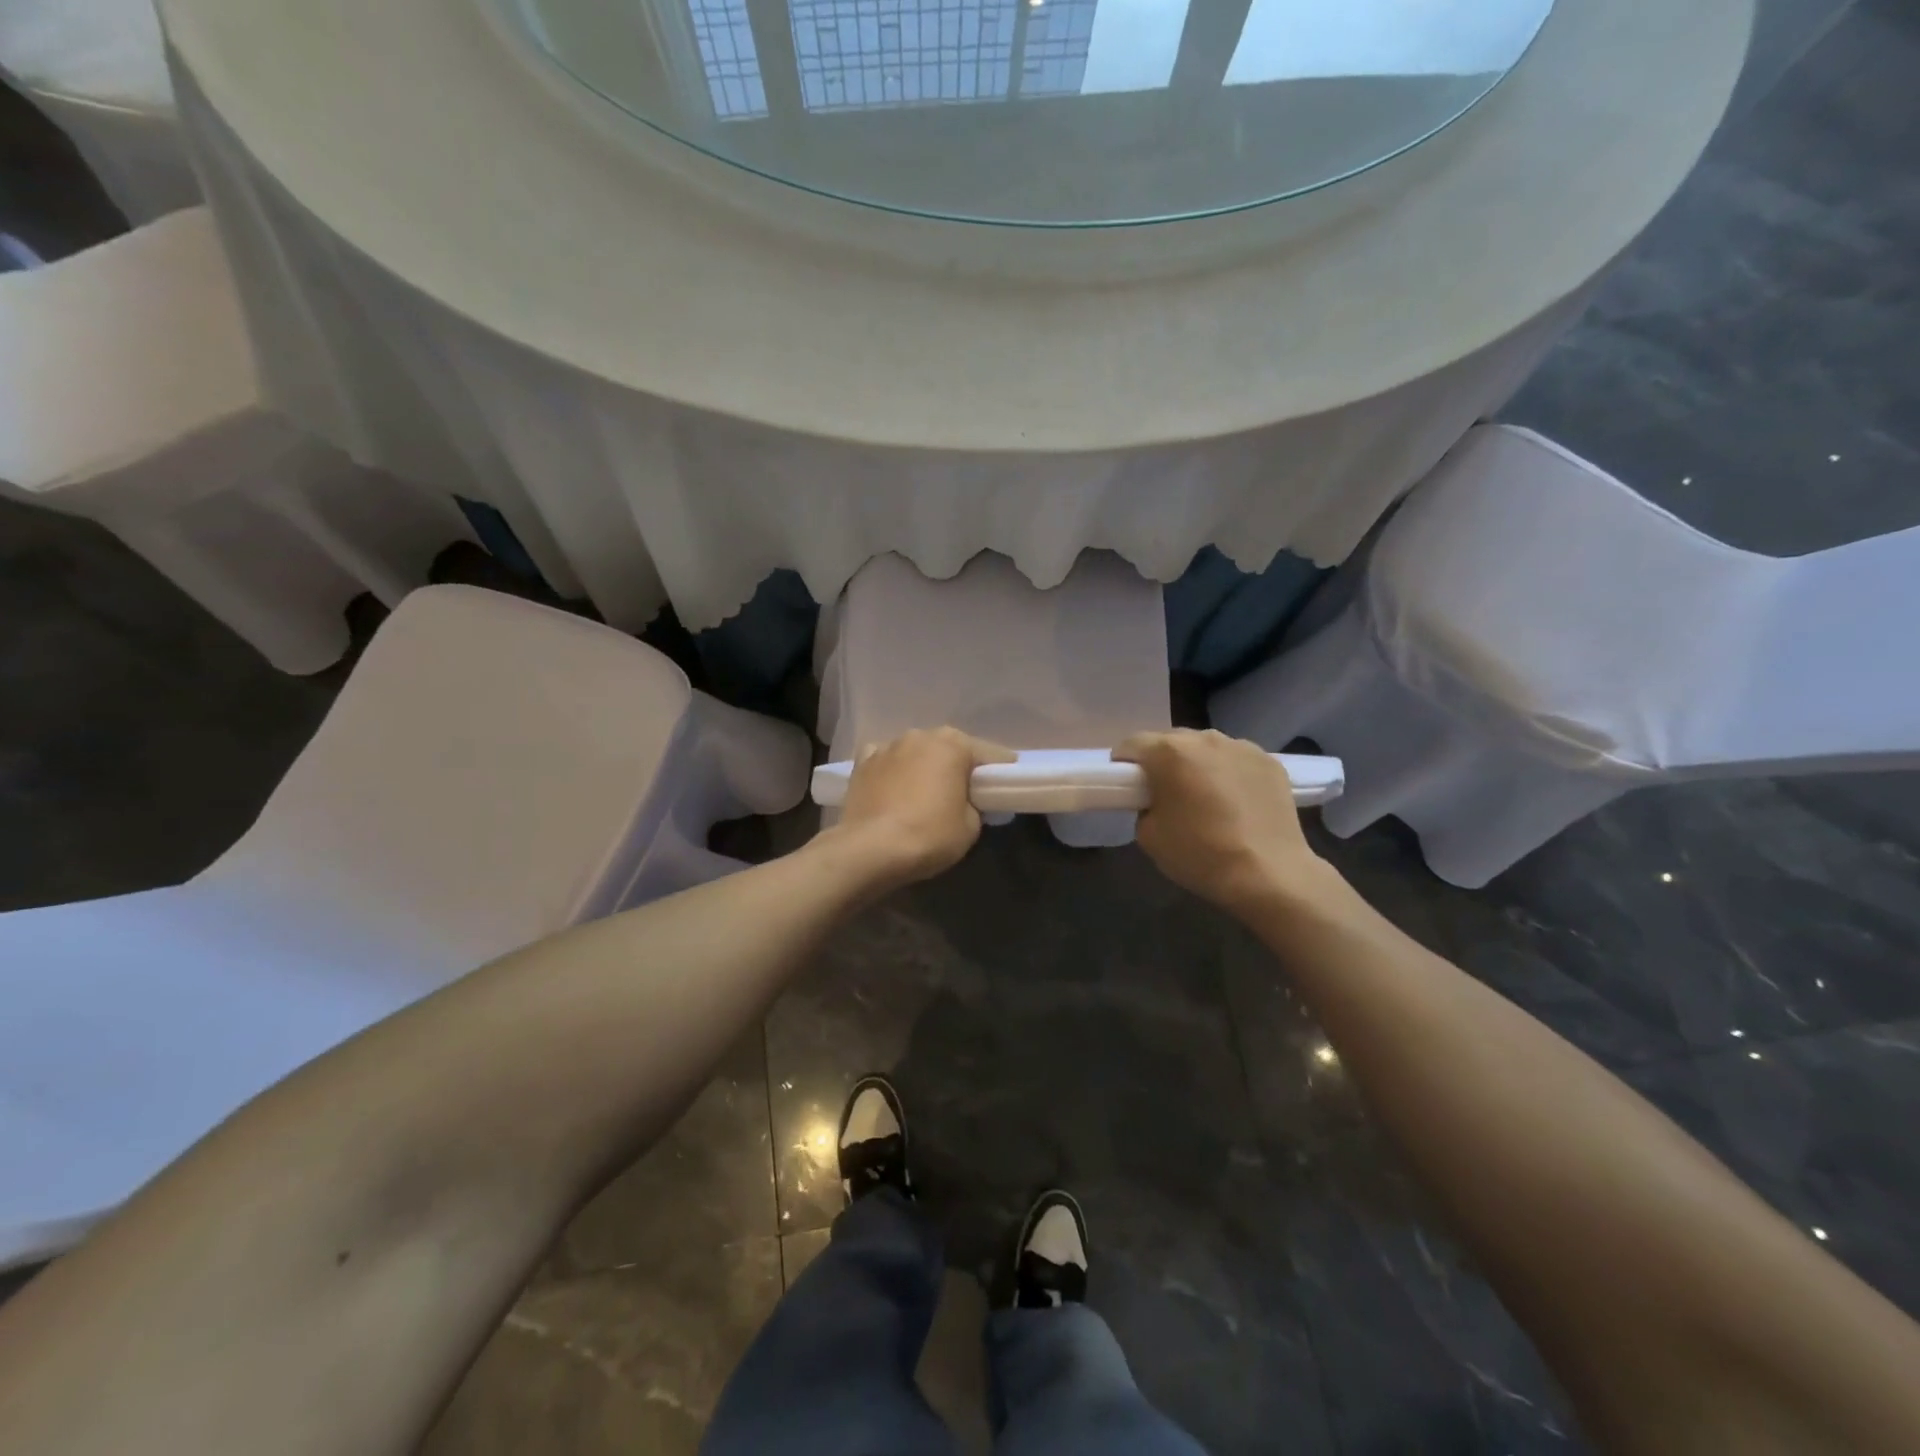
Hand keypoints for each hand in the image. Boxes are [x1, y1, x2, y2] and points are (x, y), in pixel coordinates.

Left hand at [832, 727, 1015, 889]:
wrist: (869, 850)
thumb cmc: (929, 835)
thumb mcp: (971, 826)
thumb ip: (974, 804)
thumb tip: (965, 801)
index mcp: (954, 743)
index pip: (991, 754)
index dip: (1000, 774)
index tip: (1002, 791)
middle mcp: (920, 735)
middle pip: (950, 748)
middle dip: (958, 767)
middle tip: (963, 795)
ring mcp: (887, 746)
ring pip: (916, 752)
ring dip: (924, 767)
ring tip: (923, 795)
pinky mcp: (861, 763)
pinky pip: (885, 761)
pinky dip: (892, 771)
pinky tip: (892, 790)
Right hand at [1112, 730, 1333, 913]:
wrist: (1270, 875)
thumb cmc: (1201, 854)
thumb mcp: (1149, 836)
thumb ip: (1144, 807)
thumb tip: (1157, 801)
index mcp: (1169, 752)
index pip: (1132, 745)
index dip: (1123, 765)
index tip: (1127, 788)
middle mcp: (1205, 738)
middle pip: (1170, 741)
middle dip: (1161, 762)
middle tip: (1165, 794)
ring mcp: (1242, 747)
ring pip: (1206, 747)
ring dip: (1197, 764)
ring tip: (1205, 798)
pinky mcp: (1270, 761)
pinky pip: (1236, 759)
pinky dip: (1229, 773)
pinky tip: (1235, 802)